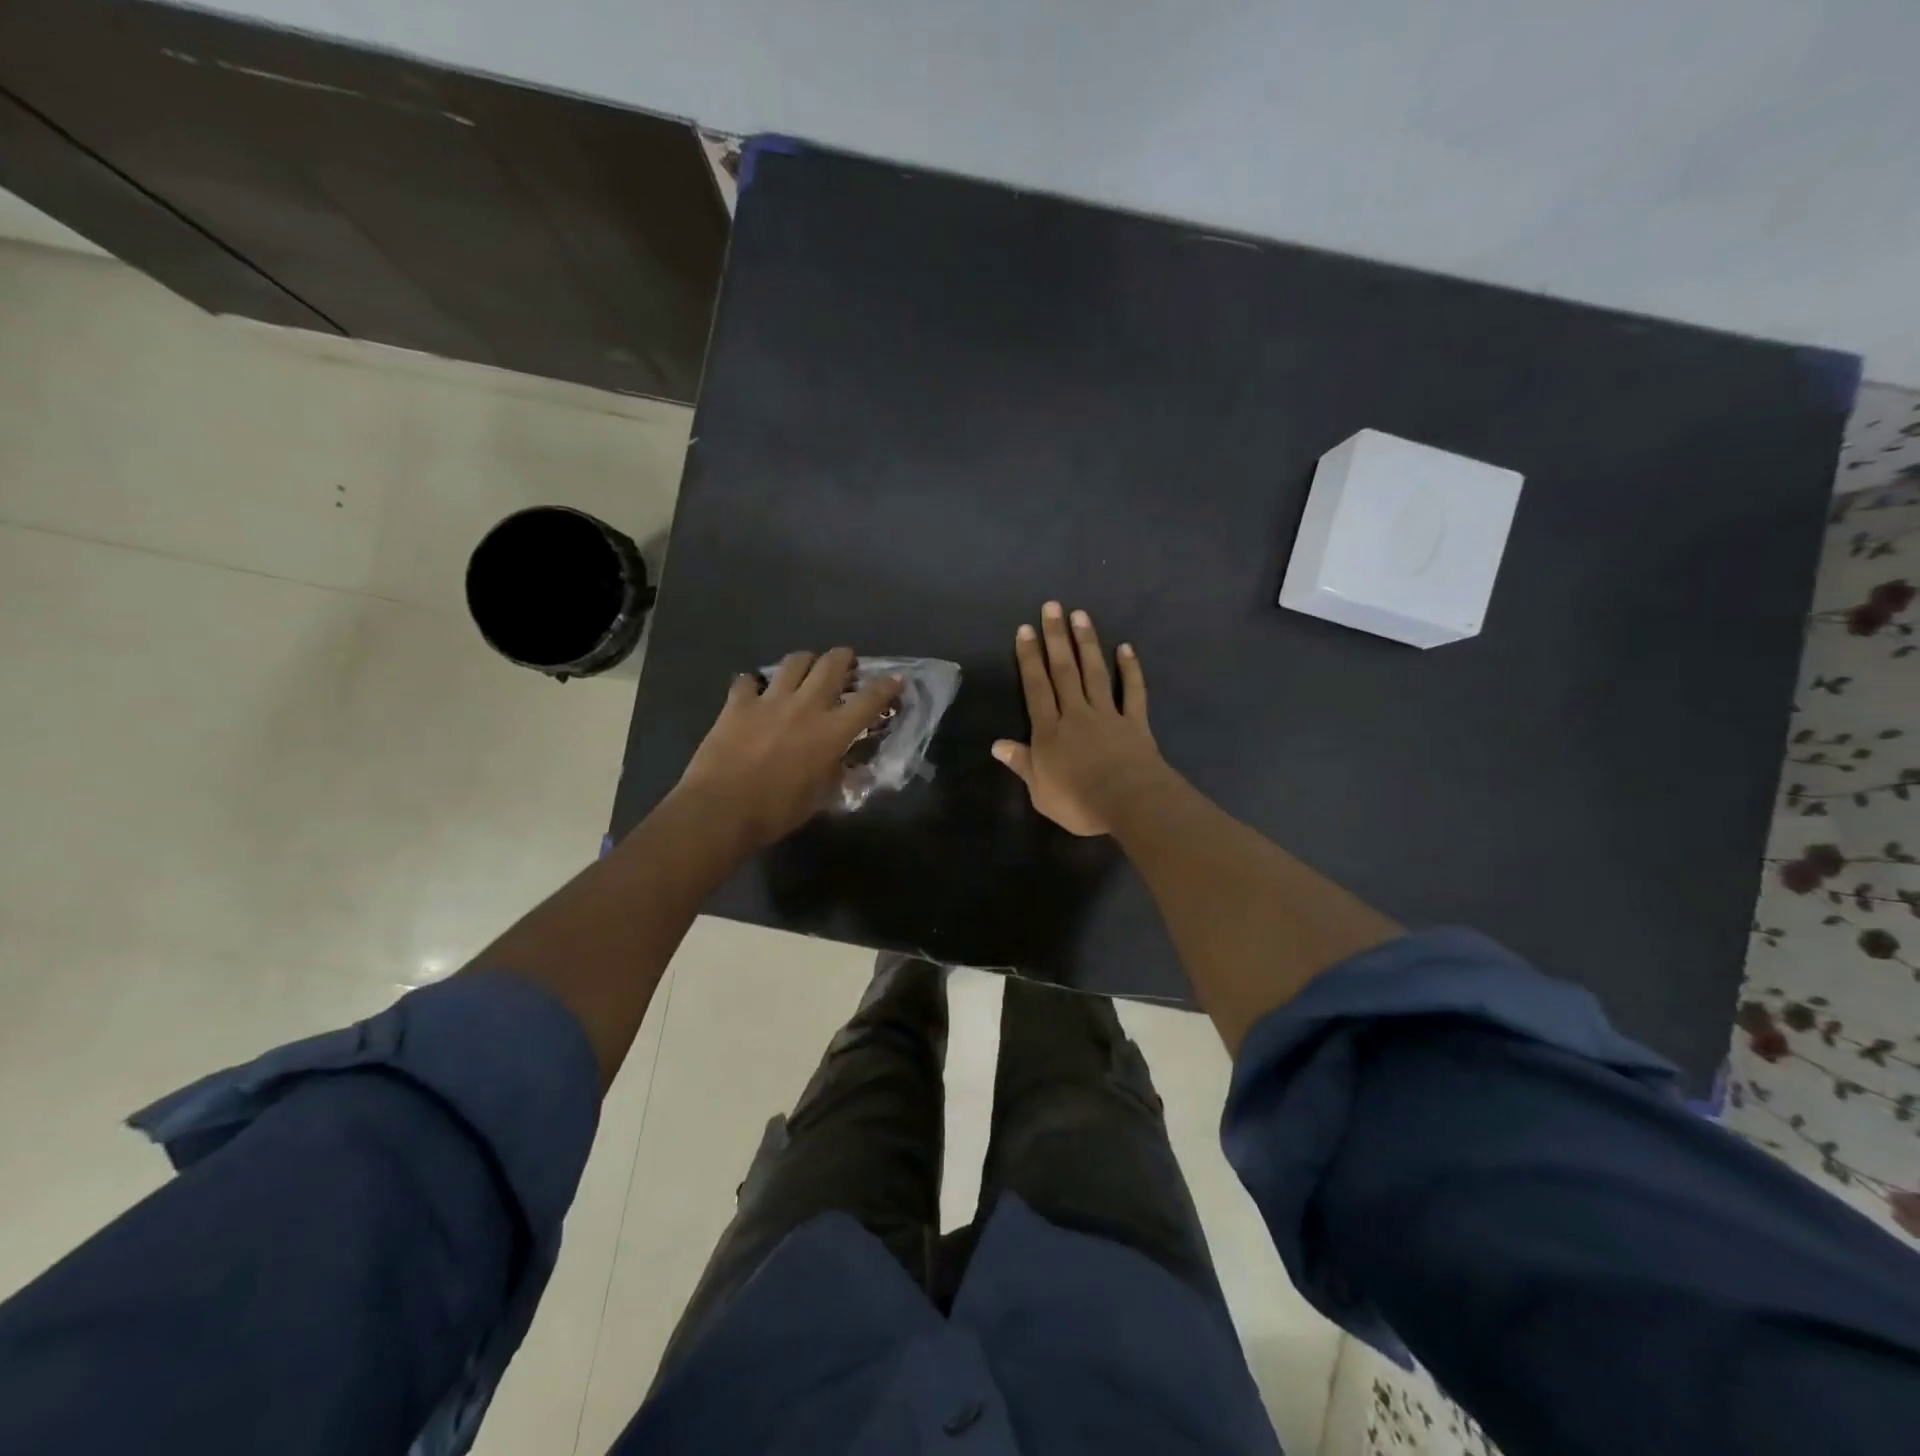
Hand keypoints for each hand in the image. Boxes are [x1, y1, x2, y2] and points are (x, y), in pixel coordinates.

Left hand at [677, 648, 902, 850]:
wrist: (721, 810)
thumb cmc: (777, 811)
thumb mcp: (821, 798)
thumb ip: (837, 773)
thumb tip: (847, 764)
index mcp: (833, 731)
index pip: (870, 699)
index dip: (887, 686)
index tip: (896, 680)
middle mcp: (806, 705)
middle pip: (832, 663)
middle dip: (844, 659)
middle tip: (846, 667)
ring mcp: (770, 700)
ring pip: (794, 661)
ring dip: (805, 662)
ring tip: (804, 672)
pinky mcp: (738, 703)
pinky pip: (748, 680)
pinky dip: (755, 684)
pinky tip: (755, 694)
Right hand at [993, 602, 1168, 835]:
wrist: (1129, 803)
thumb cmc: (1078, 802)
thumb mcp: (1039, 791)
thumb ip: (1021, 764)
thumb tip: (997, 744)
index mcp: (1049, 731)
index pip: (1035, 688)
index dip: (1029, 658)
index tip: (1025, 630)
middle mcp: (1076, 714)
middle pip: (1063, 671)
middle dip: (1056, 638)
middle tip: (1052, 607)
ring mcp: (1107, 714)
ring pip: (1094, 672)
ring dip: (1087, 643)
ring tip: (1080, 615)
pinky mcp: (1135, 722)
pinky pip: (1132, 691)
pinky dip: (1130, 669)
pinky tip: (1126, 648)